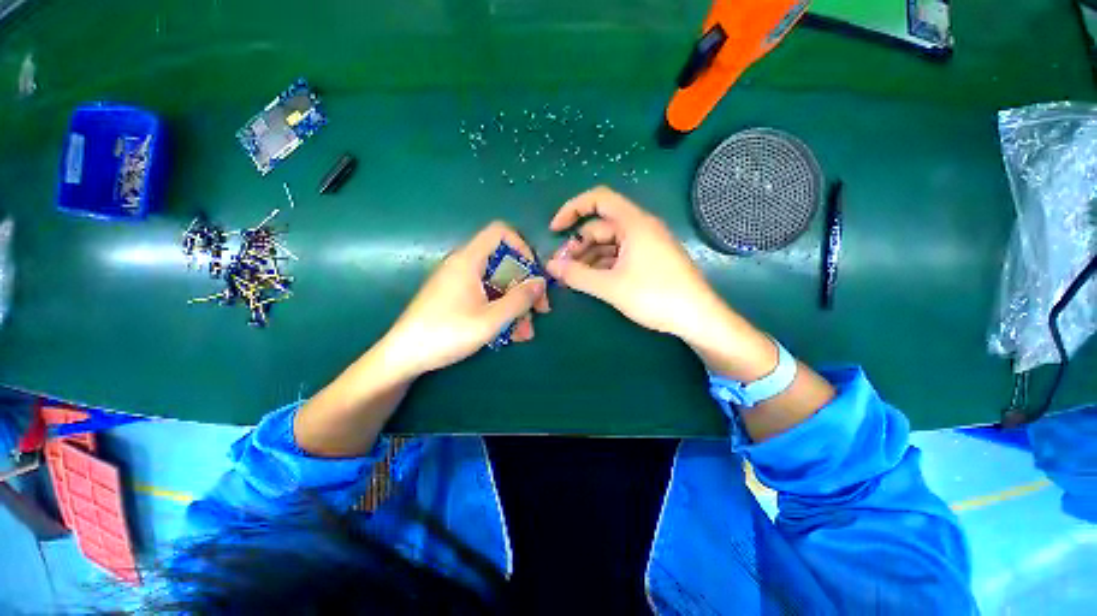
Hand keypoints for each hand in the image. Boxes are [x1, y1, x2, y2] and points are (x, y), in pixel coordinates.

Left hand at [379, 221, 549, 378]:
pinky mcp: (457, 298)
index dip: (522, 247)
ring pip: (498, 284)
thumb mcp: (490, 320)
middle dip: (525, 286)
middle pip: (504, 263)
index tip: (534, 274)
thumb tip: (540, 282)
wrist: (403, 357)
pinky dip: (501, 311)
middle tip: (539, 311)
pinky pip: (486, 297)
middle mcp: (464, 266)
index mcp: (469, 261)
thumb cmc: (446, 334)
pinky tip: (511, 335)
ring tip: (526, 333)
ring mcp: (460, 283)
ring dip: (516, 305)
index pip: (500, 233)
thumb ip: (519, 300)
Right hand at [545, 186, 721, 343]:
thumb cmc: (655, 296)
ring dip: (588, 257)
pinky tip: (590, 280)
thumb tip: (551, 266)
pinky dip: (602, 265)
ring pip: (609, 243)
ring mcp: (646, 244)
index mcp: (634, 223)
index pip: (598, 199)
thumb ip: (577, 275)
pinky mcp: (649, 260)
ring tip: (572, 277)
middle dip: (578, 244)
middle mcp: (640, 228)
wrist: (697, 318)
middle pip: (601, 226)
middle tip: (561, 267)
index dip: (573, 209)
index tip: (555, 230)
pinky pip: (619, 255)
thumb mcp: (611, 286)